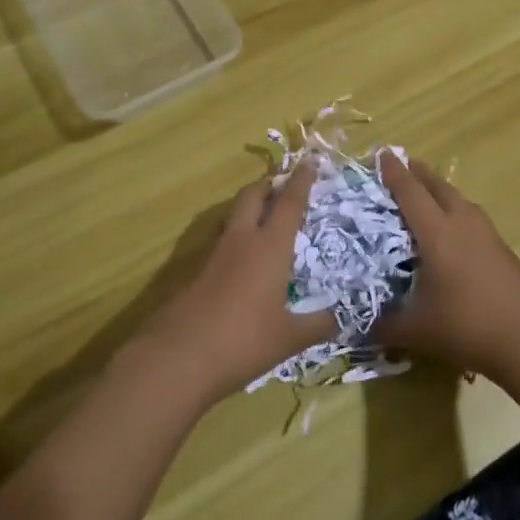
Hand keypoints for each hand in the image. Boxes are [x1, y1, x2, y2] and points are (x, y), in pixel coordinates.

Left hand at [136, 163, 334, 403]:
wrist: (177, 358)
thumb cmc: (242, 341)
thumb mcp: (289, 338)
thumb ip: (317, 325)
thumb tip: (341, 319)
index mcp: (269, 247)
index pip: (289, 203)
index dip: (301, 181)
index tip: (310, 161)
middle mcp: (241, 241)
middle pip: (252, 196)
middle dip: (268, 184)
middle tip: (283, 184)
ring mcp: (215, 255)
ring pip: (233, 215)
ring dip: (250, 206)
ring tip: (265, 213)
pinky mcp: (197, 272)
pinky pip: (222, 239)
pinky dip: (237, 234)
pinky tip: (243, 255)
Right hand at [377, 155, 519, 380]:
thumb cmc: (468, 328)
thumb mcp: (416, 331)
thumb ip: (384, 325)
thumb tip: (359, 326)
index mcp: (437, 233)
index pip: (410, 192)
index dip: (394, 173)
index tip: (381, 153)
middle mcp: (463, 224)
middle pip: (438, 187)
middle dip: (418, 173)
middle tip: (402, 165)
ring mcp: (487, 234)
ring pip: (459, 199)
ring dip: (439, 190)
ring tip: (425, 193)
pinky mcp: (502, 249)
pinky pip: (471, 217)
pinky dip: (455, 210)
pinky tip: (452, 229)